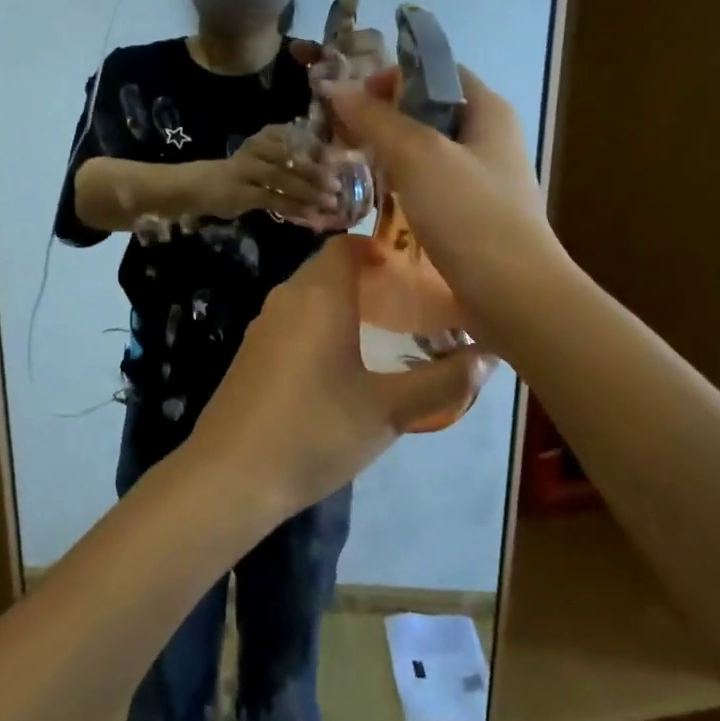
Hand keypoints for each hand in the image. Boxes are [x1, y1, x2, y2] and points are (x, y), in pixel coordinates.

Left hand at [186, 236, 493, 513]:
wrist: (230, 476)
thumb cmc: (315, 431)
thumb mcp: (389, 410)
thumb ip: (443, 382)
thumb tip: (489, 357)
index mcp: (319, 295)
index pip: (347, 245)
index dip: (381, 248)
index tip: (415, 270)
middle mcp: (287, 298)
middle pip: (329, 269)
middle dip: (369, 279)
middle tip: (411, 303)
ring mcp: (262, 326)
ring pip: (310, 297)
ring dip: (344, 305)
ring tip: (385, 332)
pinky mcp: (250, 354)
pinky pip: (293, 323)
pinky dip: (320, 327)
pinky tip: (340, 367)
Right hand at [212, 122, 341, 219]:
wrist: (199, 185)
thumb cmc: (241, 173)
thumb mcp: (265, 160)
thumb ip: (292, 163)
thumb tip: (329, 173)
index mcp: (266, 136)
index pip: (297, 138)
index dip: (319, 151)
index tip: (340, 163)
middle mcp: (257, 148)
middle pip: (291, 159)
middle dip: (317, 173)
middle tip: (338, 184)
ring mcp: (247, 170)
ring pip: (283, 179)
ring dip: (309, 192)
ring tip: (331, 203)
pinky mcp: (242, 193)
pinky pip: (273, 200)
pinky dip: (295, 209)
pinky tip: (312, 217)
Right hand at [323, 66, 559, 346]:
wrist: (513, 294)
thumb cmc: (469, 214)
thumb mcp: (418, 156)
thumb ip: (376, 119)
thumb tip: (335, 88)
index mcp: (488, 110)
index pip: (437, 71)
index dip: (394, 76)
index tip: (354, 98)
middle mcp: (489, 138)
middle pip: (430, 110)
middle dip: (386, 117)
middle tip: (344, 134)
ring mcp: (483, 179)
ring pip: (428, 151)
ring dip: (391, 153)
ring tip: (353, 164)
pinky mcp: (473, 214)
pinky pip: (431, 186)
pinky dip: (404, 185)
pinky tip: (379, 200)